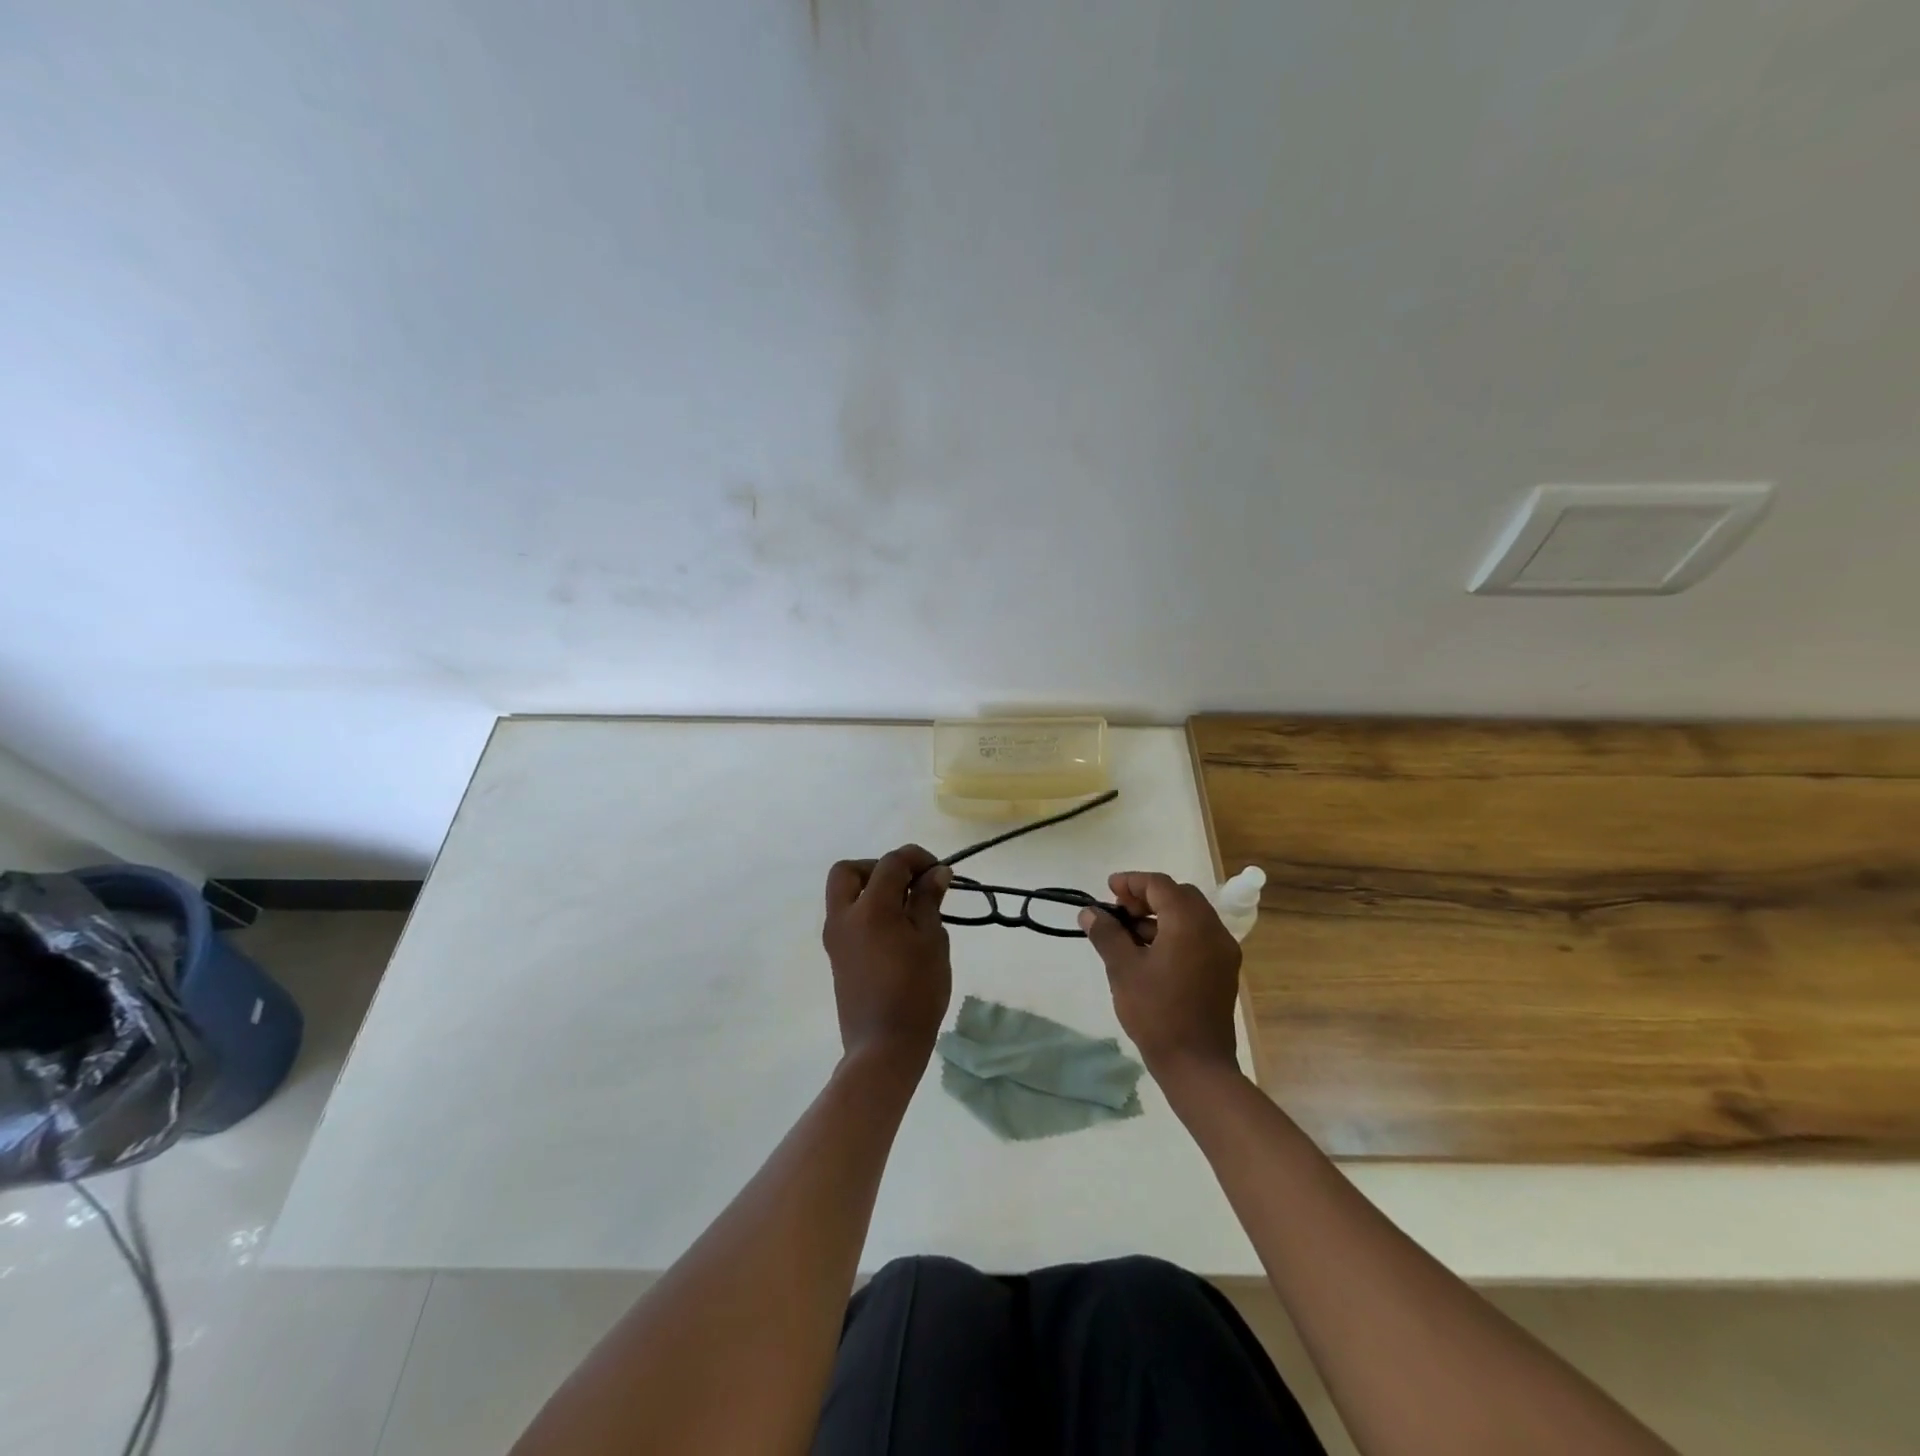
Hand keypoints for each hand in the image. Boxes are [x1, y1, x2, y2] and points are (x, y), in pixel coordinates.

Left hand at [823, 845, 952, 1071]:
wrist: (884, 1046)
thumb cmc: (916, 991)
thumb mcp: (932, 941)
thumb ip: (928, 900)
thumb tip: (935, 872)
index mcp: (871, 908)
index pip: (891, 863)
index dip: (917, 858)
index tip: (939, 872)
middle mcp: (844, 916)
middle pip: (849, 871)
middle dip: (879, 868)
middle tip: (908, 883)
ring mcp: (835, 937)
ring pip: (843, 894)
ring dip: (871, 888)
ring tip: (906, 908)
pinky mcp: (836, 956)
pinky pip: (847, 917)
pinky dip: (867, 910)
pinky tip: (895, 931)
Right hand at [1080, 872, 1241, 1081]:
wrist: (1196, 1065)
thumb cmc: (1156, 1012)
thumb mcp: (1123, 969)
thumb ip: (1107, 934)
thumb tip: (1090, 912)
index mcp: (1189, 923)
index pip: (1160, 885)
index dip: (1131, 882)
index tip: (1107, 890)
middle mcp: (1213, 929)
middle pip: (1179, 896)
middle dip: (1147, 897)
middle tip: (1119, 911)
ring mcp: (1223, 951)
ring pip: (1190, 916)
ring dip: (1160, 916)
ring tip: (1129, 935)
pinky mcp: (1223, 971)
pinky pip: (1199, 936)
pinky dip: (1175, 933)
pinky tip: (1151, 954)